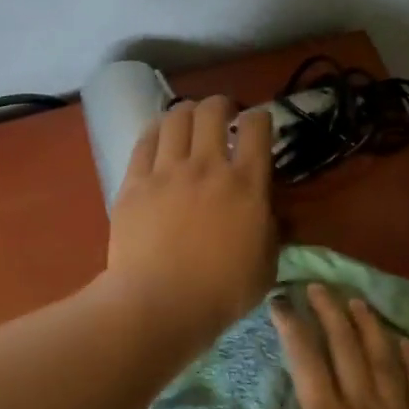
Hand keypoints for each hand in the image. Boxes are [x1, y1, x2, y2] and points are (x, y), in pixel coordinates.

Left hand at [103, 97, 276, 350]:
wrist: (159, 304)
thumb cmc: (221, 293)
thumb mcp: (266, 266)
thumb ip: (272, 231)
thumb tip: (274, 213)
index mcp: (246, 184)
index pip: (256, 127)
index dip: (259, 118)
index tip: (257, 124)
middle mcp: (207, 166)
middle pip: (212, 110)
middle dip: (221, 105)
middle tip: (222, 115)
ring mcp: (166, 171)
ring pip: (176, 117)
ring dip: (187, 112)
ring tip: (189, 121)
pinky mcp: (134, 182)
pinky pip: (144, 141)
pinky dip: (155, 131)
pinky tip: (159, 136)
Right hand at [250, 285, 408, 408]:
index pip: (306, 359)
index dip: (292, 324)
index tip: (280, 300)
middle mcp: (365, 408)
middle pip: (347, 347)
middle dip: (330, 311)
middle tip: (319, 286)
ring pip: (385, 358)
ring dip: (370, 325)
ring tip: (357, 301)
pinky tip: (406, 341)